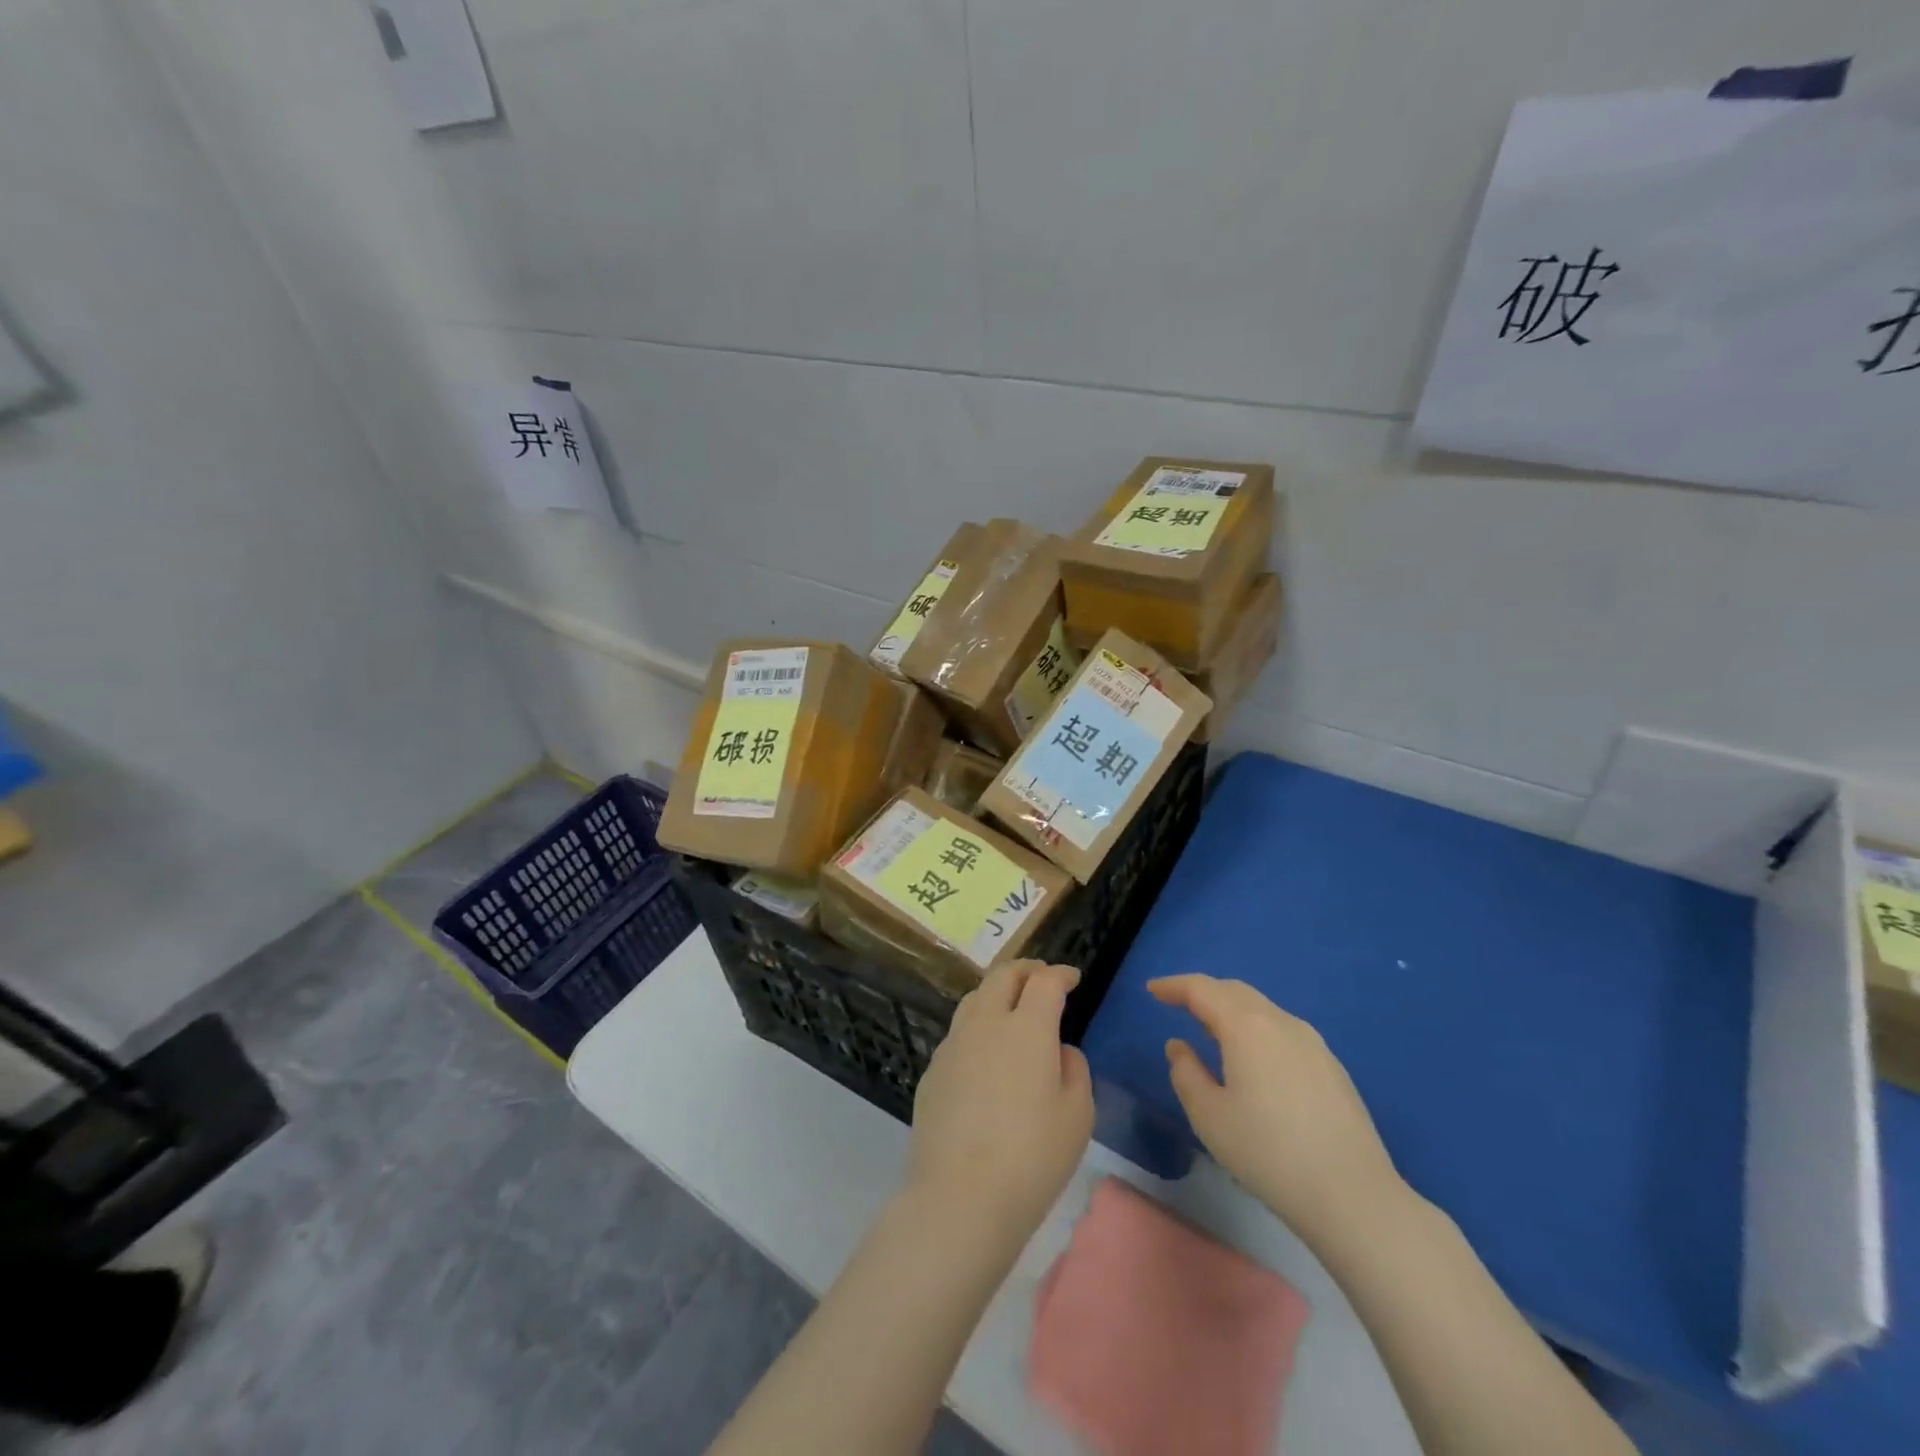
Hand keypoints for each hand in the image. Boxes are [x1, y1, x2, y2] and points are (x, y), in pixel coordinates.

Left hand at [907, 961, 1094, 1242]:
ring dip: (997, 992)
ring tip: (1011, 1006)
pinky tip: (985, 1053)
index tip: (1072, 977)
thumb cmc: (1032, 1156)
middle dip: (1026, 970)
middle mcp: (986, 1023)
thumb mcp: (1077, 1115)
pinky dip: (978, 1027)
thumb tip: (1058, 1050)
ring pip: (975, 998)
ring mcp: (954, 1044)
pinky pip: (959, 1033)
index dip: (1061, 974)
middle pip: (1003, 975)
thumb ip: (1074, 1070)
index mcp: (1027, 1027)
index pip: (1045, 982)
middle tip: (1042, 977)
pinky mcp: (933, 1070)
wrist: (961, 1196)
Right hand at [1149, 975, 1402, 1241]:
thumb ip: (1186, 1073)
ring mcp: (1313, 1043)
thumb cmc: (1269, 1153)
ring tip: (1212, 1032)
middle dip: (1203, 993)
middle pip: (1235, 992)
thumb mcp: (1209, 1117)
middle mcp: (1281, 1022)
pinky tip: (1253, 1061)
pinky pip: (1283, 1031)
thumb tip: (1180, 1047)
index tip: (1152, 990)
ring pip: (1262, 1010)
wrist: (1353, 1196)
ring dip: (1231, 1011)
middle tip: (1178, 1005)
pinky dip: (1256, 1030)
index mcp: (1247, 1026)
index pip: (1202, 989)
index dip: (1174, 986)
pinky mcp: (1332, 1067)